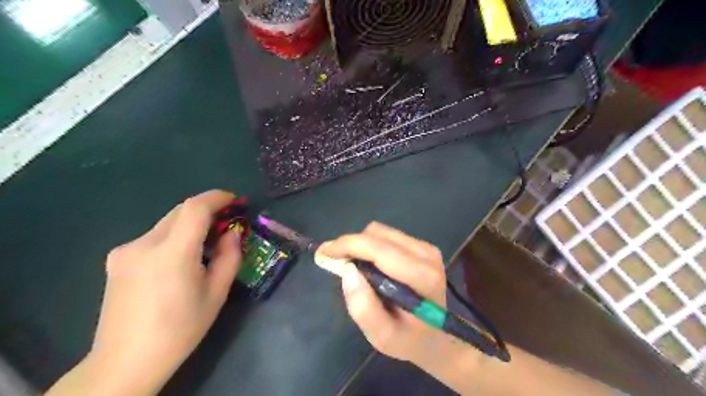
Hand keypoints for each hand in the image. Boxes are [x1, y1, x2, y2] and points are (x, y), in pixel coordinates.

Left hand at [88, 190, 242, 391]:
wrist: (125, 361)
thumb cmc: (180, 329)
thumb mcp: (216, 293)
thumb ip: (229, 257)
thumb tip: (232, 233)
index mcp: (172, 254)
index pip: (195, 208)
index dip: (216, 197)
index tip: (234, 200)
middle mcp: (144, 244)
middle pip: (180, 211)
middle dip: (206, 211)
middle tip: (225, 225)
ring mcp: (125, 251)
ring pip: (166, 223)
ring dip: (190, 225)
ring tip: (204, 246)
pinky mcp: (116, 259)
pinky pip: (153, 237)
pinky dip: (173, 237)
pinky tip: (179, 261)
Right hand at [321, 222, 445, 363]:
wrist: (435, 336)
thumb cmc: (408, 339)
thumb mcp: (382, 336)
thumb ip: (363, 307)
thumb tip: (348, 270)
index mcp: (422, 277)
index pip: (380, 249)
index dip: (348, 245)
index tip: (324, 252)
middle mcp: (426, 255)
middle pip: (378, 235)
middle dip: (351, 245)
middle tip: (334, 261)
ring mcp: (426, 248)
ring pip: (381, 232)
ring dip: (361, 245)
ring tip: (353, 267)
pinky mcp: (422, 246)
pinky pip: (388, 236)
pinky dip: (371, 246)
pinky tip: (369, 265)